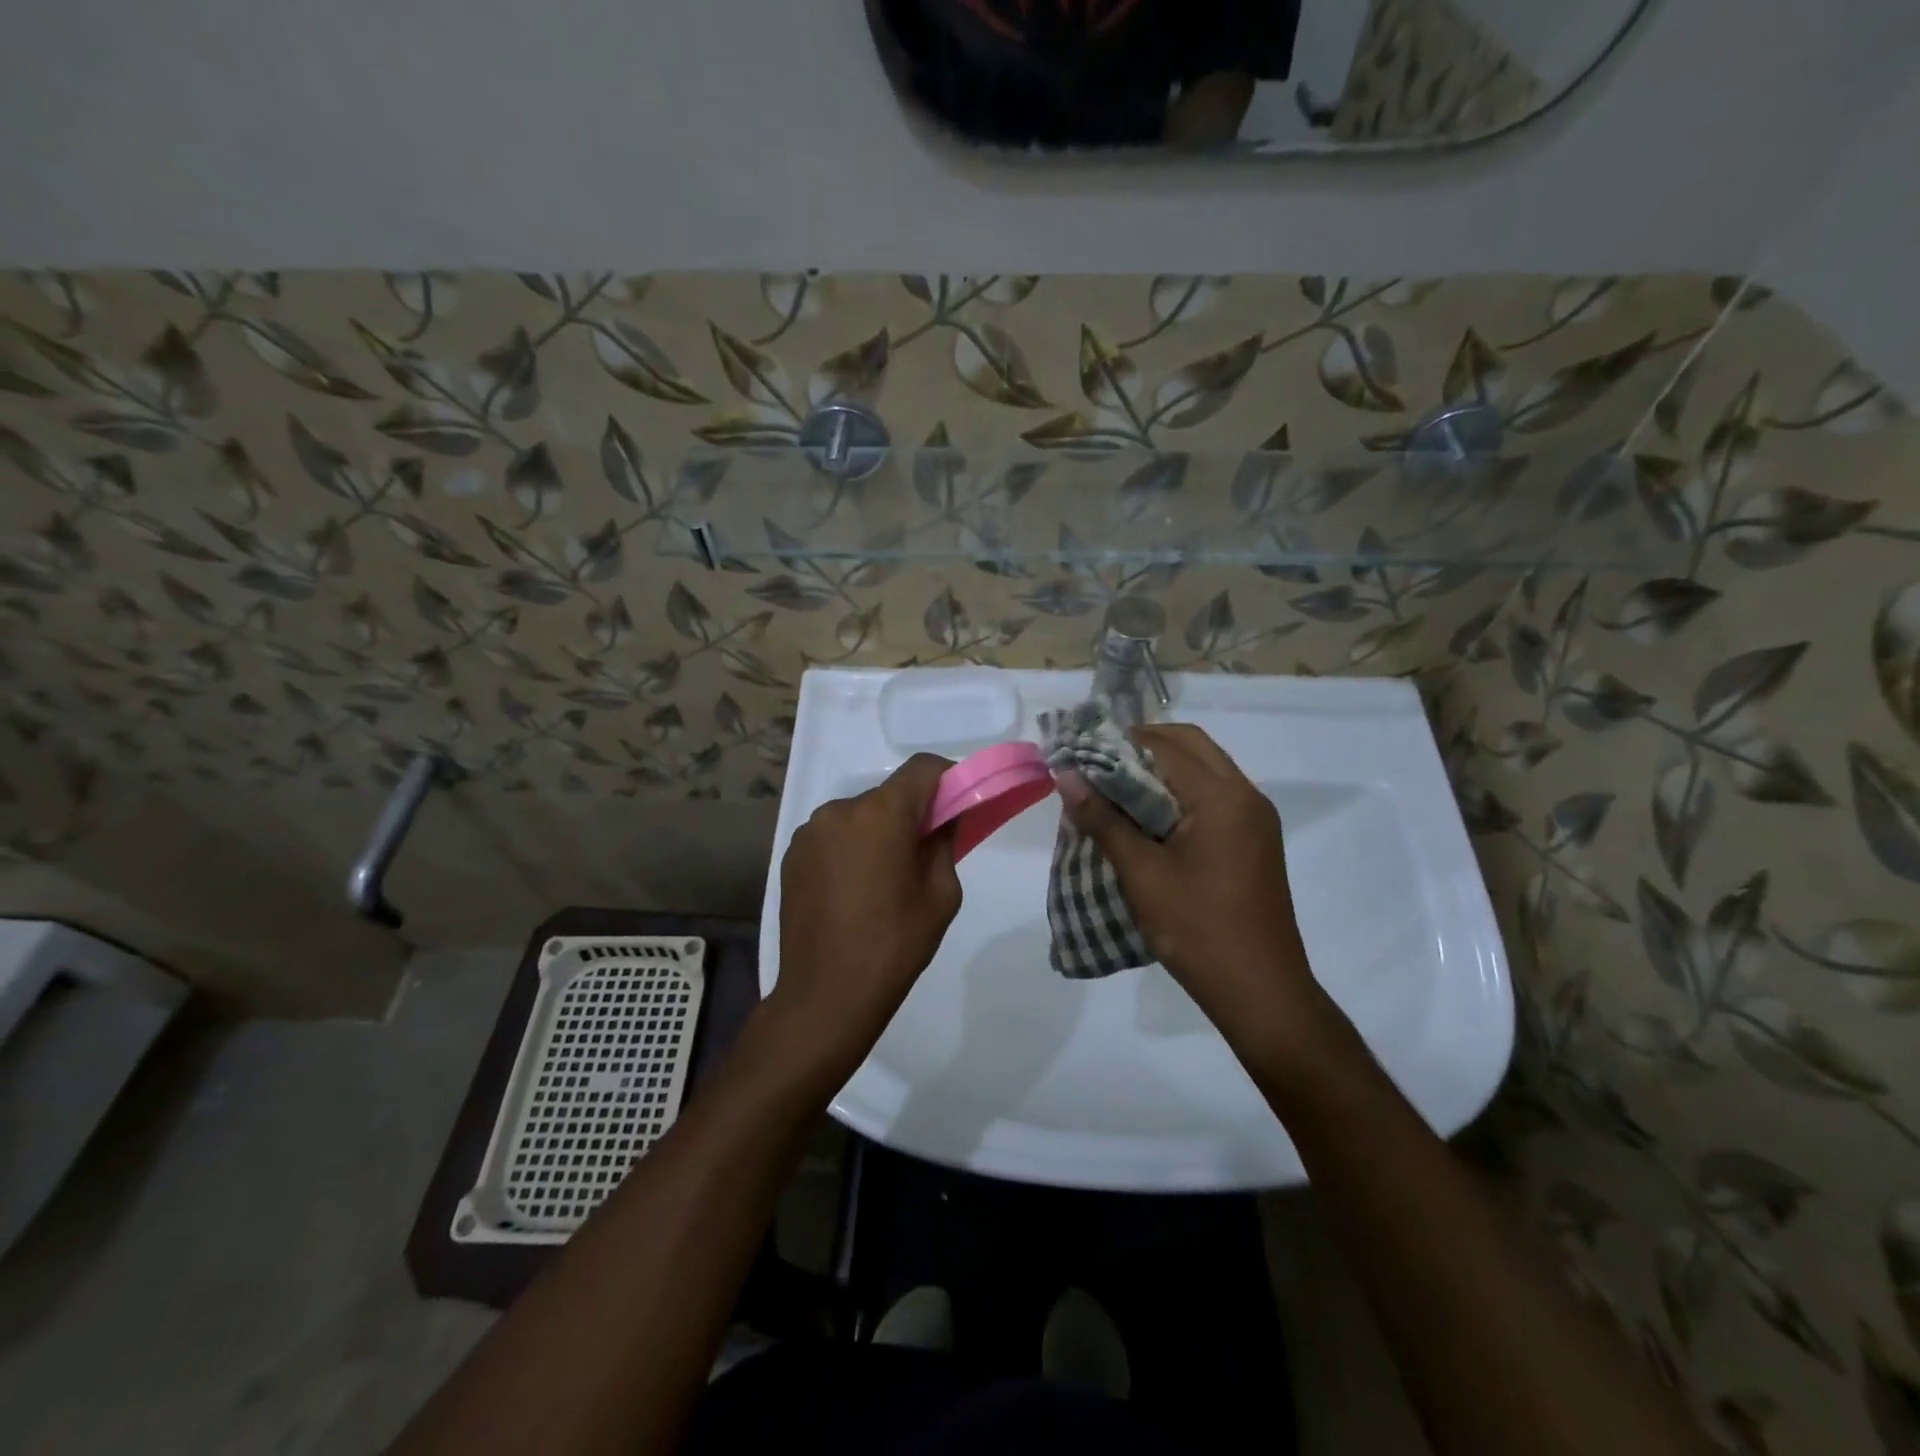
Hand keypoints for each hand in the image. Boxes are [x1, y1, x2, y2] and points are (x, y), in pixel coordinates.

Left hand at [770, 754, 962, 1068]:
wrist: (825, 995)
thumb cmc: (894, 945)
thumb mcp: (941, 895)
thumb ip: (944, 843)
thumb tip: (944, 819)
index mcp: (880, 814)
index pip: (922, 768)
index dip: (947, 778)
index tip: (958, 805)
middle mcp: (840, 810)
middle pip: (888, 795)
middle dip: (911, 815)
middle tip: (923, 854)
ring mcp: (810, 832)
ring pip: (859, 816)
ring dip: (877, 833)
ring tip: (883, 880)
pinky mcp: (792, 855)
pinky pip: (833, 837)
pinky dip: (850, 849)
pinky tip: (853, 891)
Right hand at [1057, 724, 1324, 1053]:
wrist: (1260, 990)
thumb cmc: (1197, 930)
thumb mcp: (1142, 874)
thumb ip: (1103, 819)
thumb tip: (1065, 776)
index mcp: (1222, 796)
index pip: (1164, 746)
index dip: (1118, 743)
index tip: (1081, 754)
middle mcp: (1246, 795)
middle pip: (1191, 745)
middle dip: (1142, 746)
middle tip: (1098, 766)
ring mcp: (1256, 817)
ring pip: (1204, 767)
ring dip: (1162, 768)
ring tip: (1117, 790)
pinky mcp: (1255, 839)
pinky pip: (1214, 794)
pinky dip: (1180, 791)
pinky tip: (1149, 817)